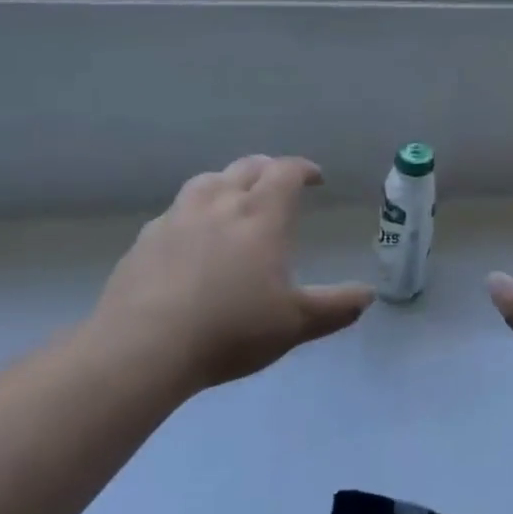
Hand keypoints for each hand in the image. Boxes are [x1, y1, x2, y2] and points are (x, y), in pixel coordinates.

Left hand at [92, 155, 374, 394]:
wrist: (144, 346)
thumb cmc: (231, 329)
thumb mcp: (294, 324)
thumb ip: (335, 307)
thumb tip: (368, 295)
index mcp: (261, 214)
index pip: (286, 172)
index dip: (303, 169)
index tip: (315, 178)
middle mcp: (221, 202)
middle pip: (248, 167)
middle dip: (268, 169)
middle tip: (278, 181)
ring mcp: (179, 216)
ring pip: (208, 180)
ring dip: (227, 182)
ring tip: (233, 197)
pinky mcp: (146, 238)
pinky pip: (175, 211)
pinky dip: (192, 212)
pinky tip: (189, 235)